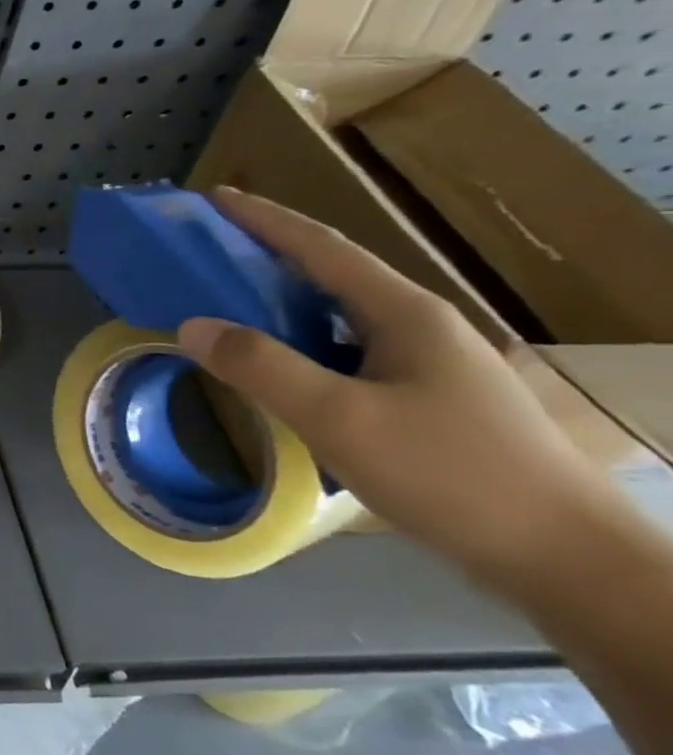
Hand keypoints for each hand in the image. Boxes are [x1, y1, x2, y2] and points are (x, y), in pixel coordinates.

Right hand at [177, 188, 608, 584]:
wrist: (563, 556)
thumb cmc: (450, 473)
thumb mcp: (340, 418)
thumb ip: (262, 367)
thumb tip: (191, 325)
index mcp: (403, 314)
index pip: (321, 248)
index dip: (264, 219)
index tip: (213, 198)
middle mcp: (416, 327)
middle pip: (329, 276)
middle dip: (265, 257)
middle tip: (204, 253)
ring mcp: (425, 365)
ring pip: (336, 319)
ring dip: (279, 305)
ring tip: (224, 306)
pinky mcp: (424, 401)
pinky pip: (344, 355)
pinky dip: (298, 348)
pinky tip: (275, 371)